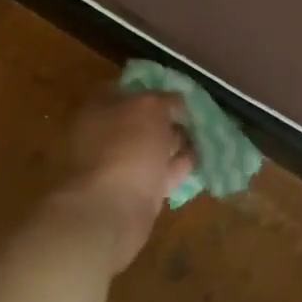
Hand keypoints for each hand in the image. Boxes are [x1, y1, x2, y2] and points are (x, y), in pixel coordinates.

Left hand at [54, 91, 194, 271]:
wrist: (107, 211)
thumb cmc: (125, 149)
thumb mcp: (150, 109)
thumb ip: (165, 100)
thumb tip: (176, 102)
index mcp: (97, 108)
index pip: (127, 91)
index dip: (154, 90)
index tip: (180, 95)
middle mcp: (102, 135)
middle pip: (139, 122)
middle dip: (167, 120)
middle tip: (196, 118)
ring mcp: (114, 167)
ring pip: (149, 150)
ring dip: (173, 145)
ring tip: (203, 139)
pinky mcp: (130, 195)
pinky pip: (156, 176)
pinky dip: (175, 169)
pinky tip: (195, 163)